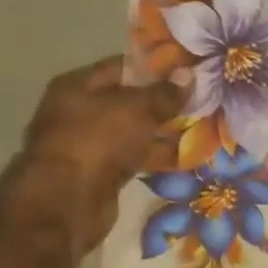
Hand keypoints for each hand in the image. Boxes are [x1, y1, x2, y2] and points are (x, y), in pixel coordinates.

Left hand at [21, 57, 185, 251]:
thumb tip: (189, 75)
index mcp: (77, 85)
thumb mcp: (137, 109)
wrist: (67, 201)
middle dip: (162, 102)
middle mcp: (78, 111)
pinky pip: (133, 157)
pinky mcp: (99, 173)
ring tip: (200, 128)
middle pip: (128, 100)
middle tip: (200, 100)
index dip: (156, 67)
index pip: (122, 67)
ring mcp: (88, 144)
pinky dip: (154, 155)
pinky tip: (185, 156)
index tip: (188, 70)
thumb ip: (164, 93)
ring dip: (162, 131)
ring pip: (133, 131)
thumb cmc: (98, 141)